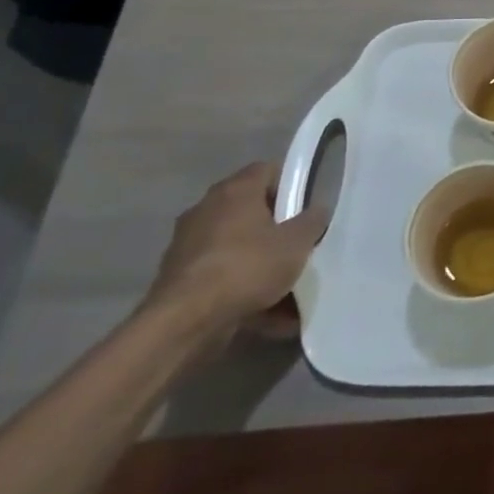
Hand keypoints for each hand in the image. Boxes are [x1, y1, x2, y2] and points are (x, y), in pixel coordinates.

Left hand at [141, 161, 330, 347]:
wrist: (183, 324)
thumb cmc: (247, 267)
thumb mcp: (297, 242)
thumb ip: (312, 221)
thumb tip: (316, 210)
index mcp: (235, 191)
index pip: (267, 170)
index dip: (290, 184)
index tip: (306, 205)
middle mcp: (206, 210)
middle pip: (250, 210)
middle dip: (276, 227)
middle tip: (299, 243)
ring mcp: (187, 245)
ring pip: (237, 246)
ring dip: (260, 262)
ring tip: (288, 287)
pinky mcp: (178, 279)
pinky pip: (221, 276)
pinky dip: (242, 289)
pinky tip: (268, 315)